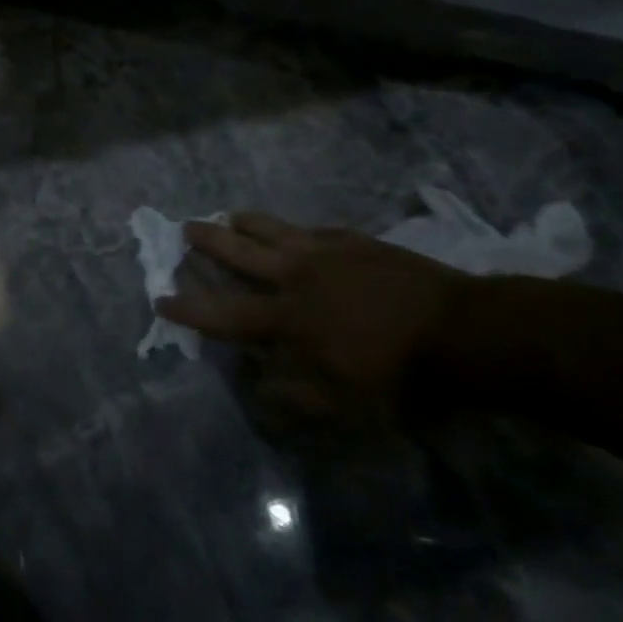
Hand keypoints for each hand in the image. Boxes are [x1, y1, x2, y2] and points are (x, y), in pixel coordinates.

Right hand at [158, 213, 473, 418]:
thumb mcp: (343, 405)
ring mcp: (326, 253)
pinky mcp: (356, 241)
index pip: (224, 314)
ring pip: (273, 230)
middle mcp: (295, 277)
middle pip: (240, 253)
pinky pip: (314, 229)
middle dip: (208, 242)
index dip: (189, 308)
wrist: (462, 332)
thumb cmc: (399, 377)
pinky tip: (296, 229)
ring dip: (247, 223)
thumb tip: (254, 384)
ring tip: (230, 216)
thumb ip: (292, 395)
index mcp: (286, 319)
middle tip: (185, 228)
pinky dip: (295, 229)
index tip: (160, 298)